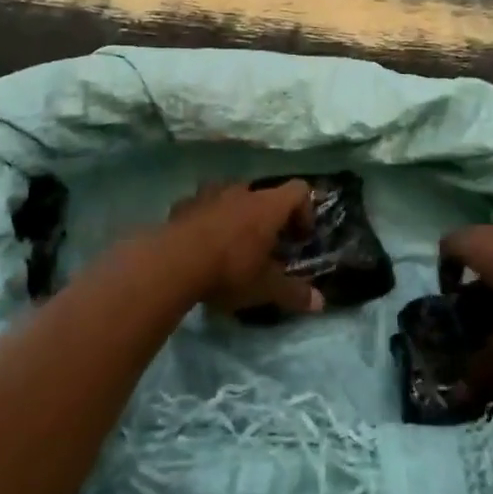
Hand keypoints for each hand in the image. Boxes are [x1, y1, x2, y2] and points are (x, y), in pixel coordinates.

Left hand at [164, 181, 322, 317]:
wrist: (172, 263)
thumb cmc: (229, 270)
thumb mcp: (265, 288)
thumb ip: (294, 293)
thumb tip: (321, 303)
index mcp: (268, 206)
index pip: (299, 190)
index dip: (305, 211)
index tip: (299, 238)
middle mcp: (241, 192)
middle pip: (264, 194)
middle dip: (268, 217)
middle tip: (266, 246)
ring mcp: (209, 194)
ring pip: (230, 197)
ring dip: (235, 215)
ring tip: (231, 244)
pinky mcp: (183, 204)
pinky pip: (202, 206)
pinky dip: (207, 220)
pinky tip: (200, 245)